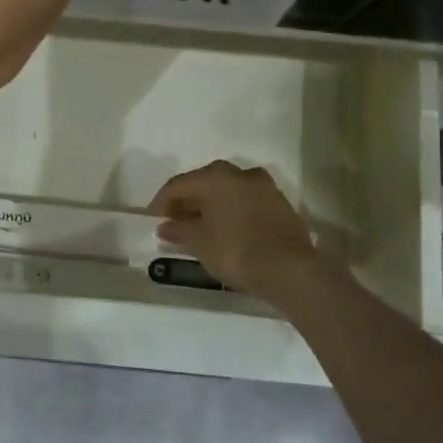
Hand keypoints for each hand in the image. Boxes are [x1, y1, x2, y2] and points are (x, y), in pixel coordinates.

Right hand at [150, 161, 325, 298]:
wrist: (289, 269)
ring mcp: (264, 186)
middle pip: (204, 182)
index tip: (154, 220)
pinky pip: (246, 200)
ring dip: (211, 204)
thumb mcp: (200, 243)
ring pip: (228, 189)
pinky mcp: (279, 203)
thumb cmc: (235, 251)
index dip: (162, 202)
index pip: (178, 184)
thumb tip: (166, 226)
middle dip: (188, 201)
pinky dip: (232, 209)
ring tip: (201, 226)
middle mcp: (240, 174)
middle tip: (176, 222)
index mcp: (215, 177)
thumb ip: (180, 230)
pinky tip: (227, 229)